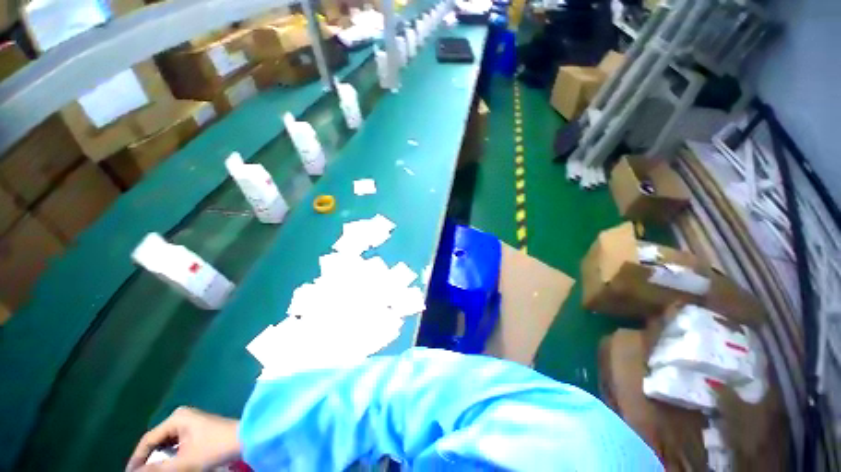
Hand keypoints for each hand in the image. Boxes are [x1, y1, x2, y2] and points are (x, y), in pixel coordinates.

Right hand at [126, 407, 240, 471]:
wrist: (244, 439)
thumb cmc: (214, 448)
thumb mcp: (183, 462)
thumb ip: (157, 469)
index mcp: (176, 418)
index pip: (148, 440)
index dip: (136, 459)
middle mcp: (181, 416)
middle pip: (157, 441)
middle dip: (148, 459)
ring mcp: (191, 422)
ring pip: (167, 444)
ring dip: (160, 459)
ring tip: (152, 471)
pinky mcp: (198, 429)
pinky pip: (177, 444)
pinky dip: (171, 456)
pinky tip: (168, 466)